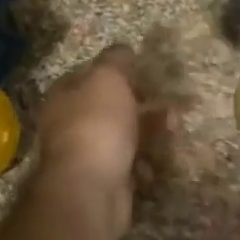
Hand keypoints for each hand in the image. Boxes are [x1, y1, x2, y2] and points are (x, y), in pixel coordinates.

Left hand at [32, 45, 157, 235]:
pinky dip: (145, 162)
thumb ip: (116, 60)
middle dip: (144, 104)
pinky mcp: (106, 182)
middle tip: (171, 104)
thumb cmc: (97, 125)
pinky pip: (130, 165)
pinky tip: (156, 162)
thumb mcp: (107, 79)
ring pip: (125, 136)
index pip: (91, 75)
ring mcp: (87, 156)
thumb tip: (124, 49)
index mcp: (65, 95)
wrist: (90, 190)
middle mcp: (71, 124)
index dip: (119, 71)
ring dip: (151, 132)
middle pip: (112, 107)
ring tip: (174, 129)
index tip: (146, 72)